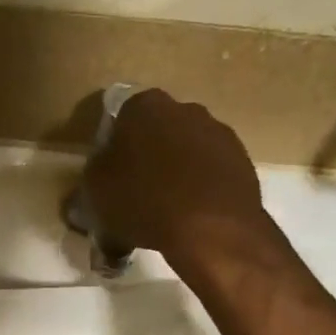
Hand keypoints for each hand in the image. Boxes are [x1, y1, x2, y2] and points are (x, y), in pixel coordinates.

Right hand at [83, 89, 271, 267]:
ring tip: (163, 214)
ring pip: (185, 154)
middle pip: (157, 135)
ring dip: (174, 175)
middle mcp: (185, 109)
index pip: (121, 119)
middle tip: (134, 196)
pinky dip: (199, 191)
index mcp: (145, 107)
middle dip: (146, 159)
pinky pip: (209, 174)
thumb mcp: (96, 192)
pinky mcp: (242, 162)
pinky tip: (189, 219)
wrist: (211, 228)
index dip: (113, 150)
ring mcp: (219, 134)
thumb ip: (93, 179)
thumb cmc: (142, 200)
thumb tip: (94, 184)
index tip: (109, 177)